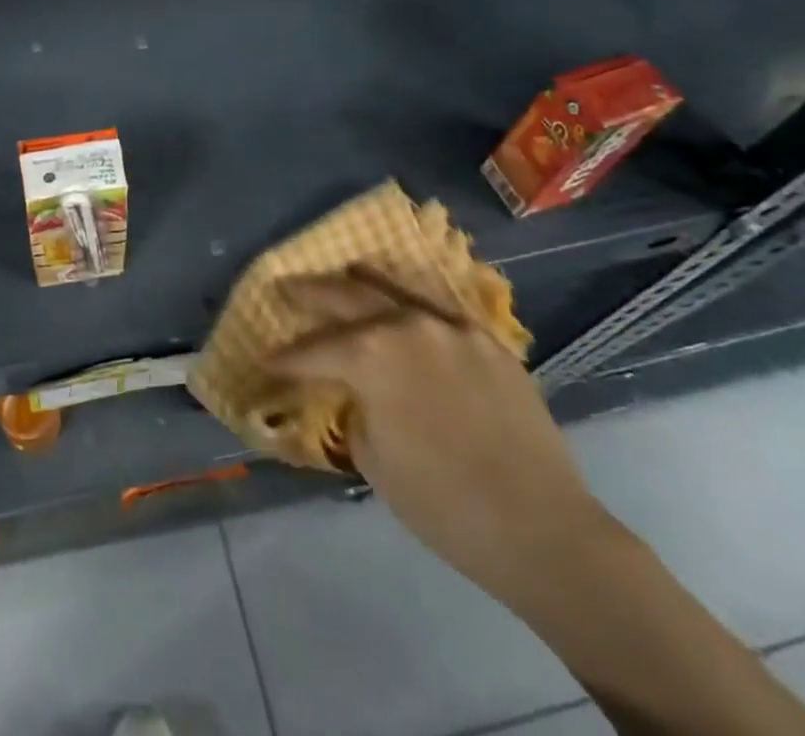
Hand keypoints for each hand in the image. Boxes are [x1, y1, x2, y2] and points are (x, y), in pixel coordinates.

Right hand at [273, 274, 618, 605]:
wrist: (541, 530)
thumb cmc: (443, 505)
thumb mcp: (374, 460)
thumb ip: (356, 408)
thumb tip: (358, 392)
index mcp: (370, 354)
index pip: (312, 350)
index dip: (284, 359)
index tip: (264, 361)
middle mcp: (406, 325)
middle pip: (345, 295)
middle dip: (308, 294)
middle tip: (284, 288)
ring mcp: (451, 327)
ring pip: (395, 288)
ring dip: (361, 281)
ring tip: (341, 273)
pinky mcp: (487, 341)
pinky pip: (438, 310)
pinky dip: (411, 304)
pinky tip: (403, 307)